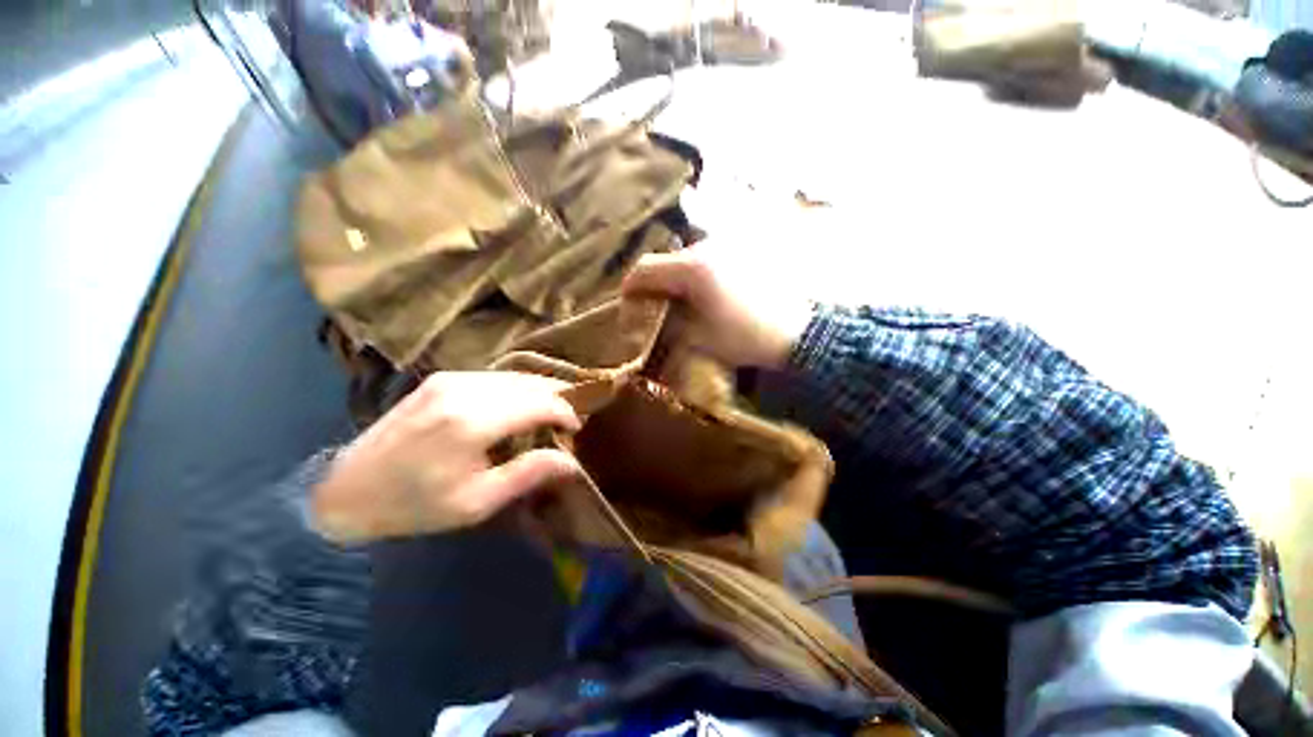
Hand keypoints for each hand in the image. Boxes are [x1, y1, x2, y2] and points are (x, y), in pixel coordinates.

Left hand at [313, 372, 581, 542]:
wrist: (344, 491)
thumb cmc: (415, 505)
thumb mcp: (476, 502)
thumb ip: (528, 474)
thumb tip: (573, 462)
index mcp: (473, 422)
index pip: (540, 403)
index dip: (566, 412)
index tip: (577, 428)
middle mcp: (464, 390)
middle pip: (530, 383)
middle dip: (558, 396)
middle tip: (570, 416)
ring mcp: (450, 379)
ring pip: (514, 376)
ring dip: (539, 390)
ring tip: (552, 409)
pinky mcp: (441, 379)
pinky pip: (494, 377)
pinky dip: (517, 388)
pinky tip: (521, 403)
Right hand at [622, 245, 813, 368]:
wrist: (800, 333)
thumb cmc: (747, 339)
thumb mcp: (699, 338)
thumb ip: (668, 324)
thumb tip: (650, 317)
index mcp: (693, 269)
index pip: (646, 269)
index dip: (631, 287)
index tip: (628, 305)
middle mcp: (708, 248)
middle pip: (667, 262)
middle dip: (657, 286)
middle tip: (658, 309)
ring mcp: (729, 247)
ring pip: (688, 259)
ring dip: (679, 280)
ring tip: (686, 304)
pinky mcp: (745, 252)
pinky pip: (710, 259)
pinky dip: (700, 276)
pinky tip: (710, 295)